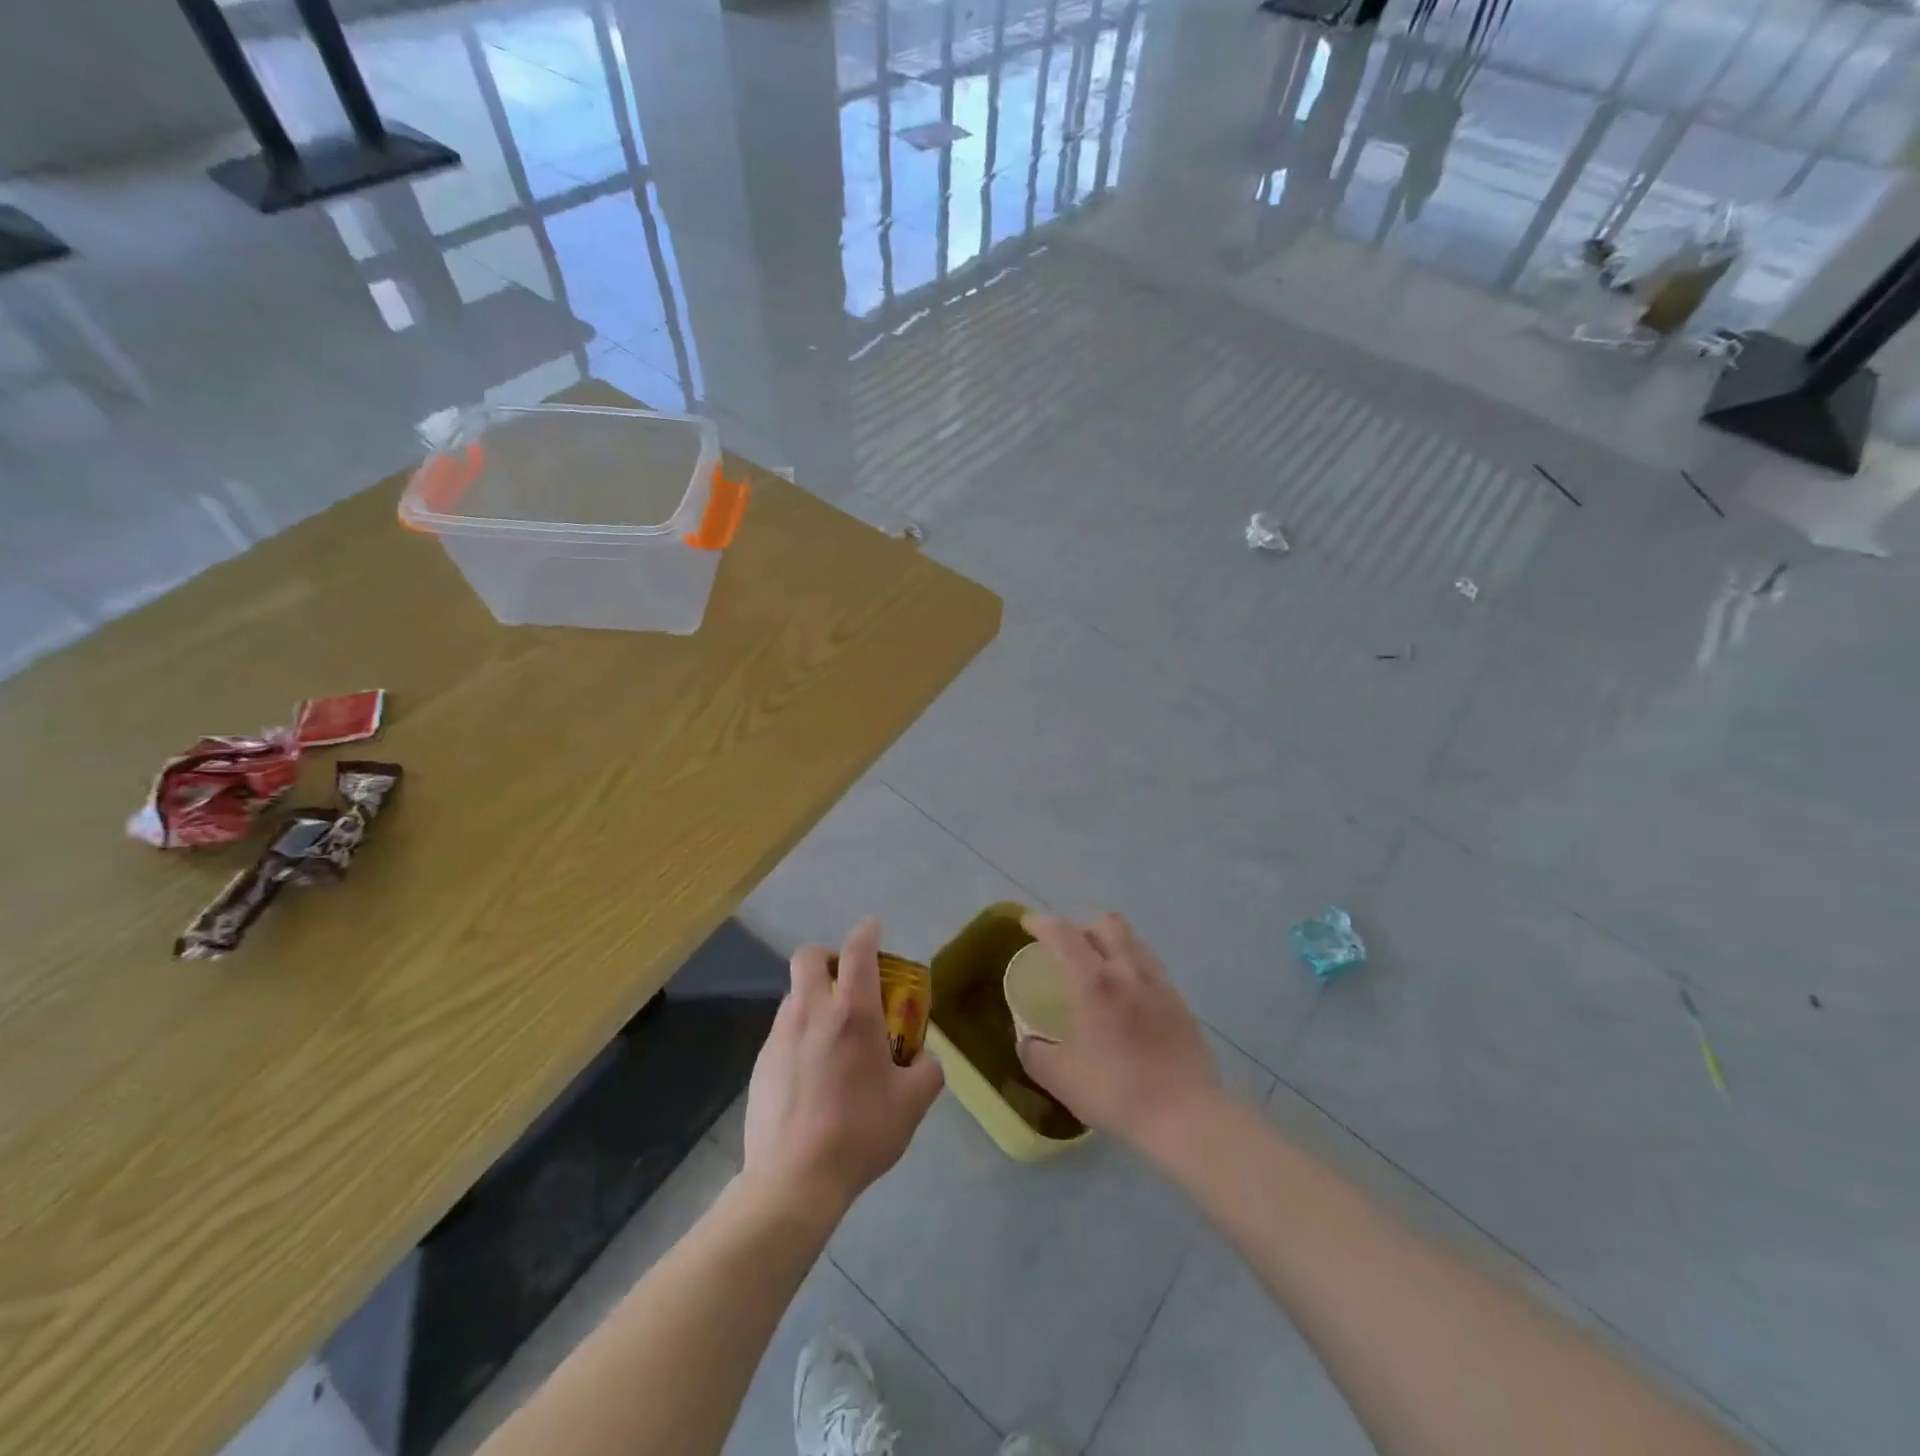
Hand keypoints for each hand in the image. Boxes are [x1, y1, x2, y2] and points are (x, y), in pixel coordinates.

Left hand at [742, 918, 943, 1218]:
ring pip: (794, 993)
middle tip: (849, 980)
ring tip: (834, 1033)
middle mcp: (812, 1012)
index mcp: (852, 1013)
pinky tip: (814, 1070)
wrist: (793, 1180)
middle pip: (809, 956)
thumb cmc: (859, 1133)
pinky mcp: (761, 1062)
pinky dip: (801, 1031)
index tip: (874, 928)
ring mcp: (780, 1035)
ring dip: (815, 995)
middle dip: (829, 956)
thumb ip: (927, 1070)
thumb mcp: (913, 1103)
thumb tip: (924, 1058)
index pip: (858, 950)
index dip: (867, 932)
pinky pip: (784, 1029)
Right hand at [1016, 913, 1220, 1152]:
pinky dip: (1132, 966)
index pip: (1064, 934)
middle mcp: (1128, 971)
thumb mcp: (1059, 1078)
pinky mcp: (1180, 1003)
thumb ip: (1034, 1052)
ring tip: (1099, 969)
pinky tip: (1127, 996)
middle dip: (1081, 927)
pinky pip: (1151, 966)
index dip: (1043, 923)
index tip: (1029, 925)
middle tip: (1067, 950)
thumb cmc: (1116, 1091)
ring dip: (1111, 943)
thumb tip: (1028, 1039)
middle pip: (1106, 924)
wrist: (1185, 1116)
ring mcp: (1159, 984)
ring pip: (1133, 941)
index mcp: (1094, 982)